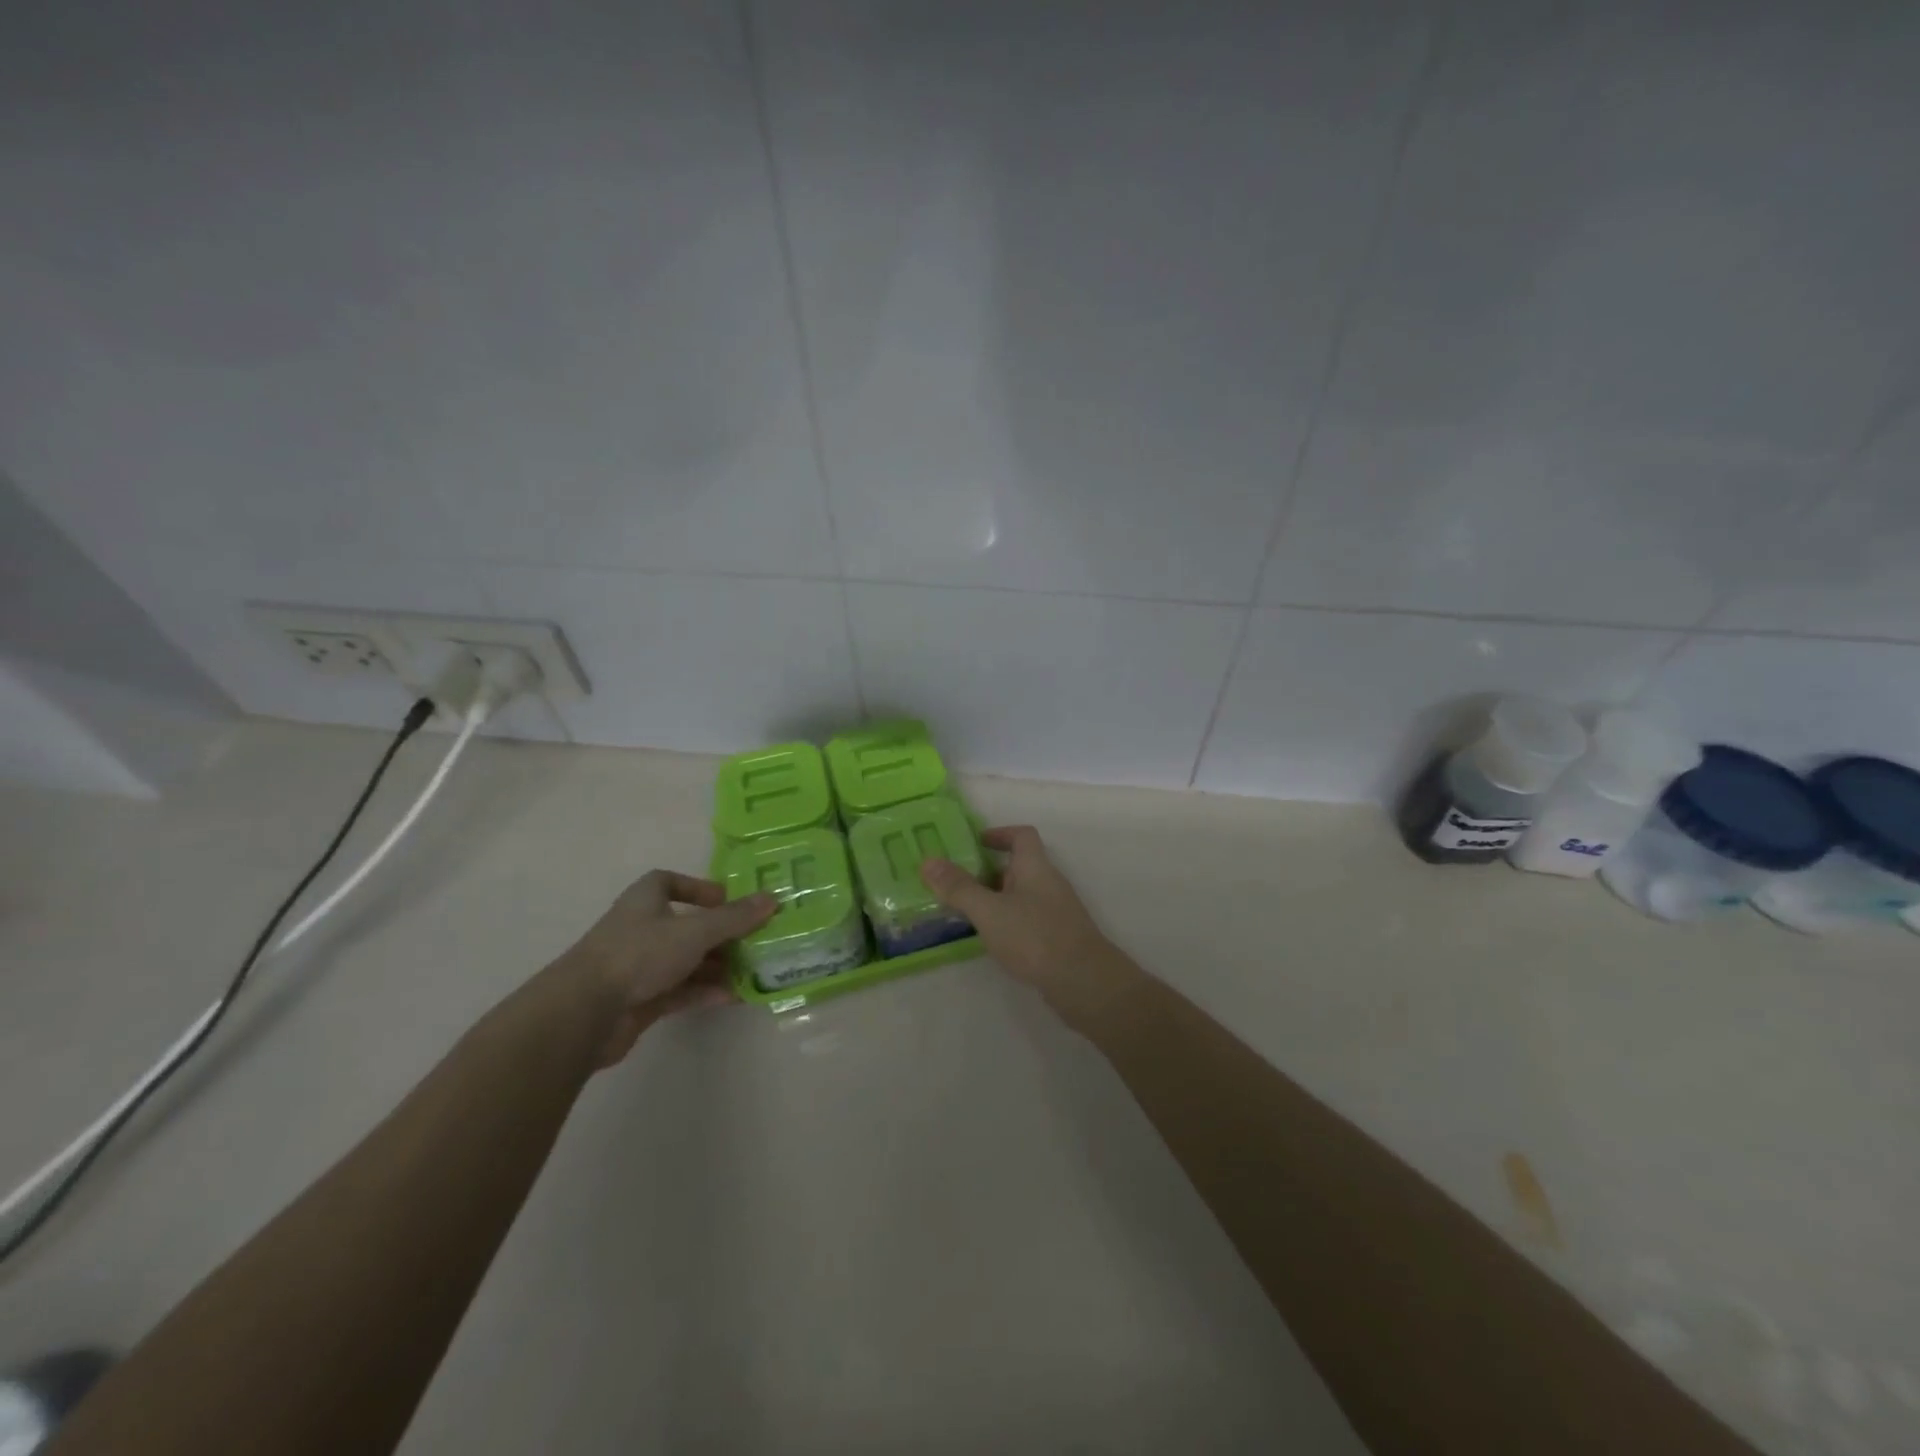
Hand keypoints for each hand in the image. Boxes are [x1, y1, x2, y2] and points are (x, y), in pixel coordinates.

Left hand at [555, 871, 774, 1067]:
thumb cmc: (640, 954)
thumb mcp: (695, 930)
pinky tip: (732, 997)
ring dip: (716, 966)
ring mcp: (639, 966)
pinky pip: (680, 990)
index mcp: (646, 900)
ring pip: (685, 960)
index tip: (727, 900)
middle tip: (755, 940)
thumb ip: (735, 918)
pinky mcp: (640, 1000)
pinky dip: (704, 992)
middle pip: (686, 925)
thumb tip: (773, 898)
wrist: (585, 1012)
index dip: (698, 888)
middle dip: (720, 934)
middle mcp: (641, 928)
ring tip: (752, 972)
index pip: (669, 882)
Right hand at [922, 826, 1116, 1010]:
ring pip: (1020, 895)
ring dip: (994, 899)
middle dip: (986, 871)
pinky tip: (990, 940)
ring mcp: (1055, 912)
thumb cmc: (1035, 937)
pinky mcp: (1056, 938)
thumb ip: (959, 887)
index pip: (1022, 835)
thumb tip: (928, 861)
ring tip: (963, 912)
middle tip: (954, 883)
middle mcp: (1048, 883)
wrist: (1084, 983)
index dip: (999, 834)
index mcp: (1035, 867)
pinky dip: (1006, 922)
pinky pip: (1026, 919)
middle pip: (1018, 866)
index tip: (973, 844)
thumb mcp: (989, 911)